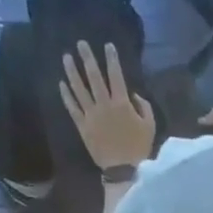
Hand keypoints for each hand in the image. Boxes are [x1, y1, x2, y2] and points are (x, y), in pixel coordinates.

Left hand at [59, 41, 156, 169]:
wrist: (122, 169)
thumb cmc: (138, 148)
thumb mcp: (150, 126)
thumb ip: (143, 107)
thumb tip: (133, 94)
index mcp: (121, 104)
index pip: (116, 76)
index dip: (112, 59)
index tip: (108, 46)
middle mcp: (104, 105)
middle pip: (94, 77)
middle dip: (87, 58)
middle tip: (80, 43)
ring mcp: (91, 115)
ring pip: (79, 89)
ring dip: (72, 72)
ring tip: (66, 57)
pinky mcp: (83, 126)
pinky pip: (73, 108)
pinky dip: (66, 95)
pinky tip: (62, 84)